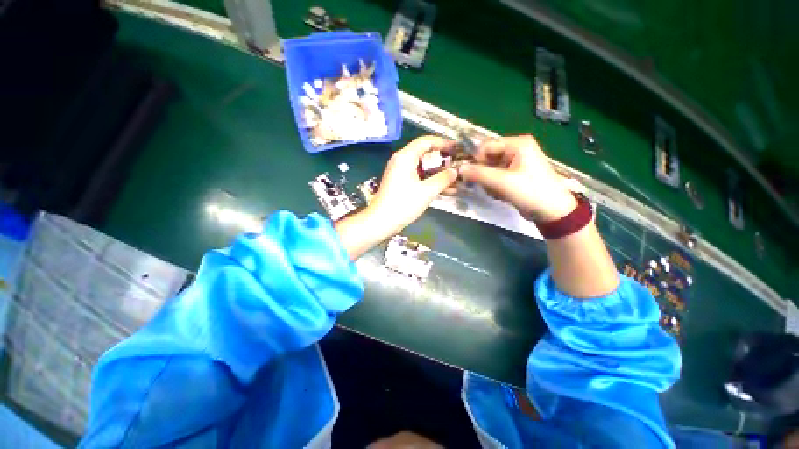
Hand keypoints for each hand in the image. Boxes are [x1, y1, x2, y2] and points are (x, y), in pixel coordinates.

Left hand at [336, 136, 456, 259]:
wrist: (381, 222)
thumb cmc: (403, 204)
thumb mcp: (427, 191)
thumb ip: (443, 179)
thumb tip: (455, 171)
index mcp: (405, 157)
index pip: (426, 141)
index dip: (443, 143)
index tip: (457, 149)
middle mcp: (401, 160)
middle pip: (424, 153)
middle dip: (441, 159)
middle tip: (457, 165)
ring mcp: (399, 172)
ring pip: (422, 166)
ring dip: (437, 172)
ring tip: (454, 178)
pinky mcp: (400, 182)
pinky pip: (417, 176)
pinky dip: (429, 180)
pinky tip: (443, 188)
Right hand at [458, 135, 575, 221]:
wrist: (552, 212)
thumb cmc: (531, 192)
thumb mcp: (503, 182)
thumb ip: (479, 174)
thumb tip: (459, 169)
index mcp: (517, 144)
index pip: (486, 146)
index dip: (476, 160)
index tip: (471, 176)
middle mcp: (515, 150)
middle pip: (487, 158)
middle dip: (483, 174)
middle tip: (487, 186)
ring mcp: (515, 163)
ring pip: (489, 169)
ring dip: (488, 182)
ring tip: (496, 192)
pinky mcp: (513, 175)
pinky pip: (495, 177)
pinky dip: (493, 186)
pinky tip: (500, 194)